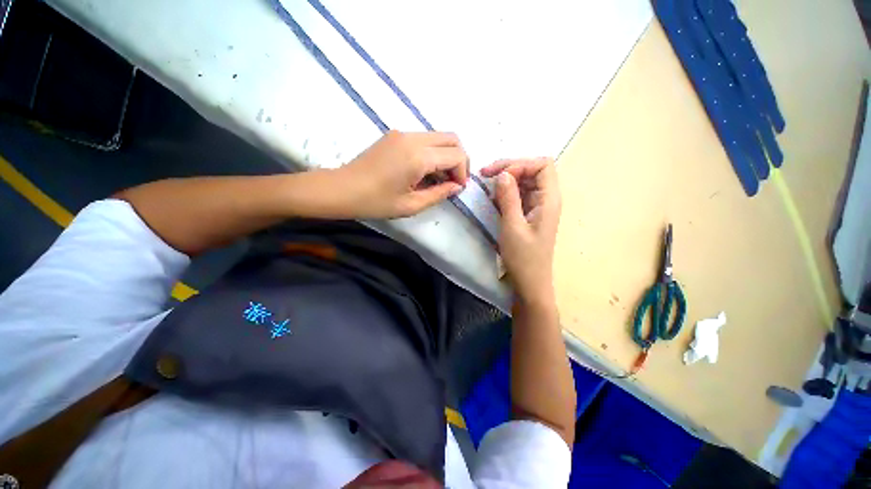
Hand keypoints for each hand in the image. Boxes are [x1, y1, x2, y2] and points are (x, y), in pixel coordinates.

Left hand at [333, 131, 468, 218]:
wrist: (342, 189)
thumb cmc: (376, 202)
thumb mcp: (411, 205)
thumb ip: (439, 194)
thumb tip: (456, 186)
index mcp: (418, 156)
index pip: (456, 155)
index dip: (463, 172)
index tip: (457, 188)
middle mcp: (413, 138)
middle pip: (451, 138)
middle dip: (460, 159)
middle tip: (454, 180)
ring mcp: (402, 133)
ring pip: (438, 137)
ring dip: (446, 155)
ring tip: (438, 178)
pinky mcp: (394, 135)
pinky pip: (424, 139)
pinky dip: (432, 152)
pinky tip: (424, 171)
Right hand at [481, 158, 560, 300]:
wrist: (530, 282)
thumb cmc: (523, 258)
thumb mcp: (512, 226)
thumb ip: (508, 198)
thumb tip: (503, 174)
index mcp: (549, 200)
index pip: (542, 165)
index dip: (521, 164)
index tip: (499, 176)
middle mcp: (546, 199)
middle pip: (532, 170)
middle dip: (509, 168)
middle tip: (485, 174)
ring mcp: (538, 207)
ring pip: (524, 182)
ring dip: (506, 180)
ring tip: (486, 186)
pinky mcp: (529, 214)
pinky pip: (519, 195)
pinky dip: (505, 193)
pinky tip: (493, 199)